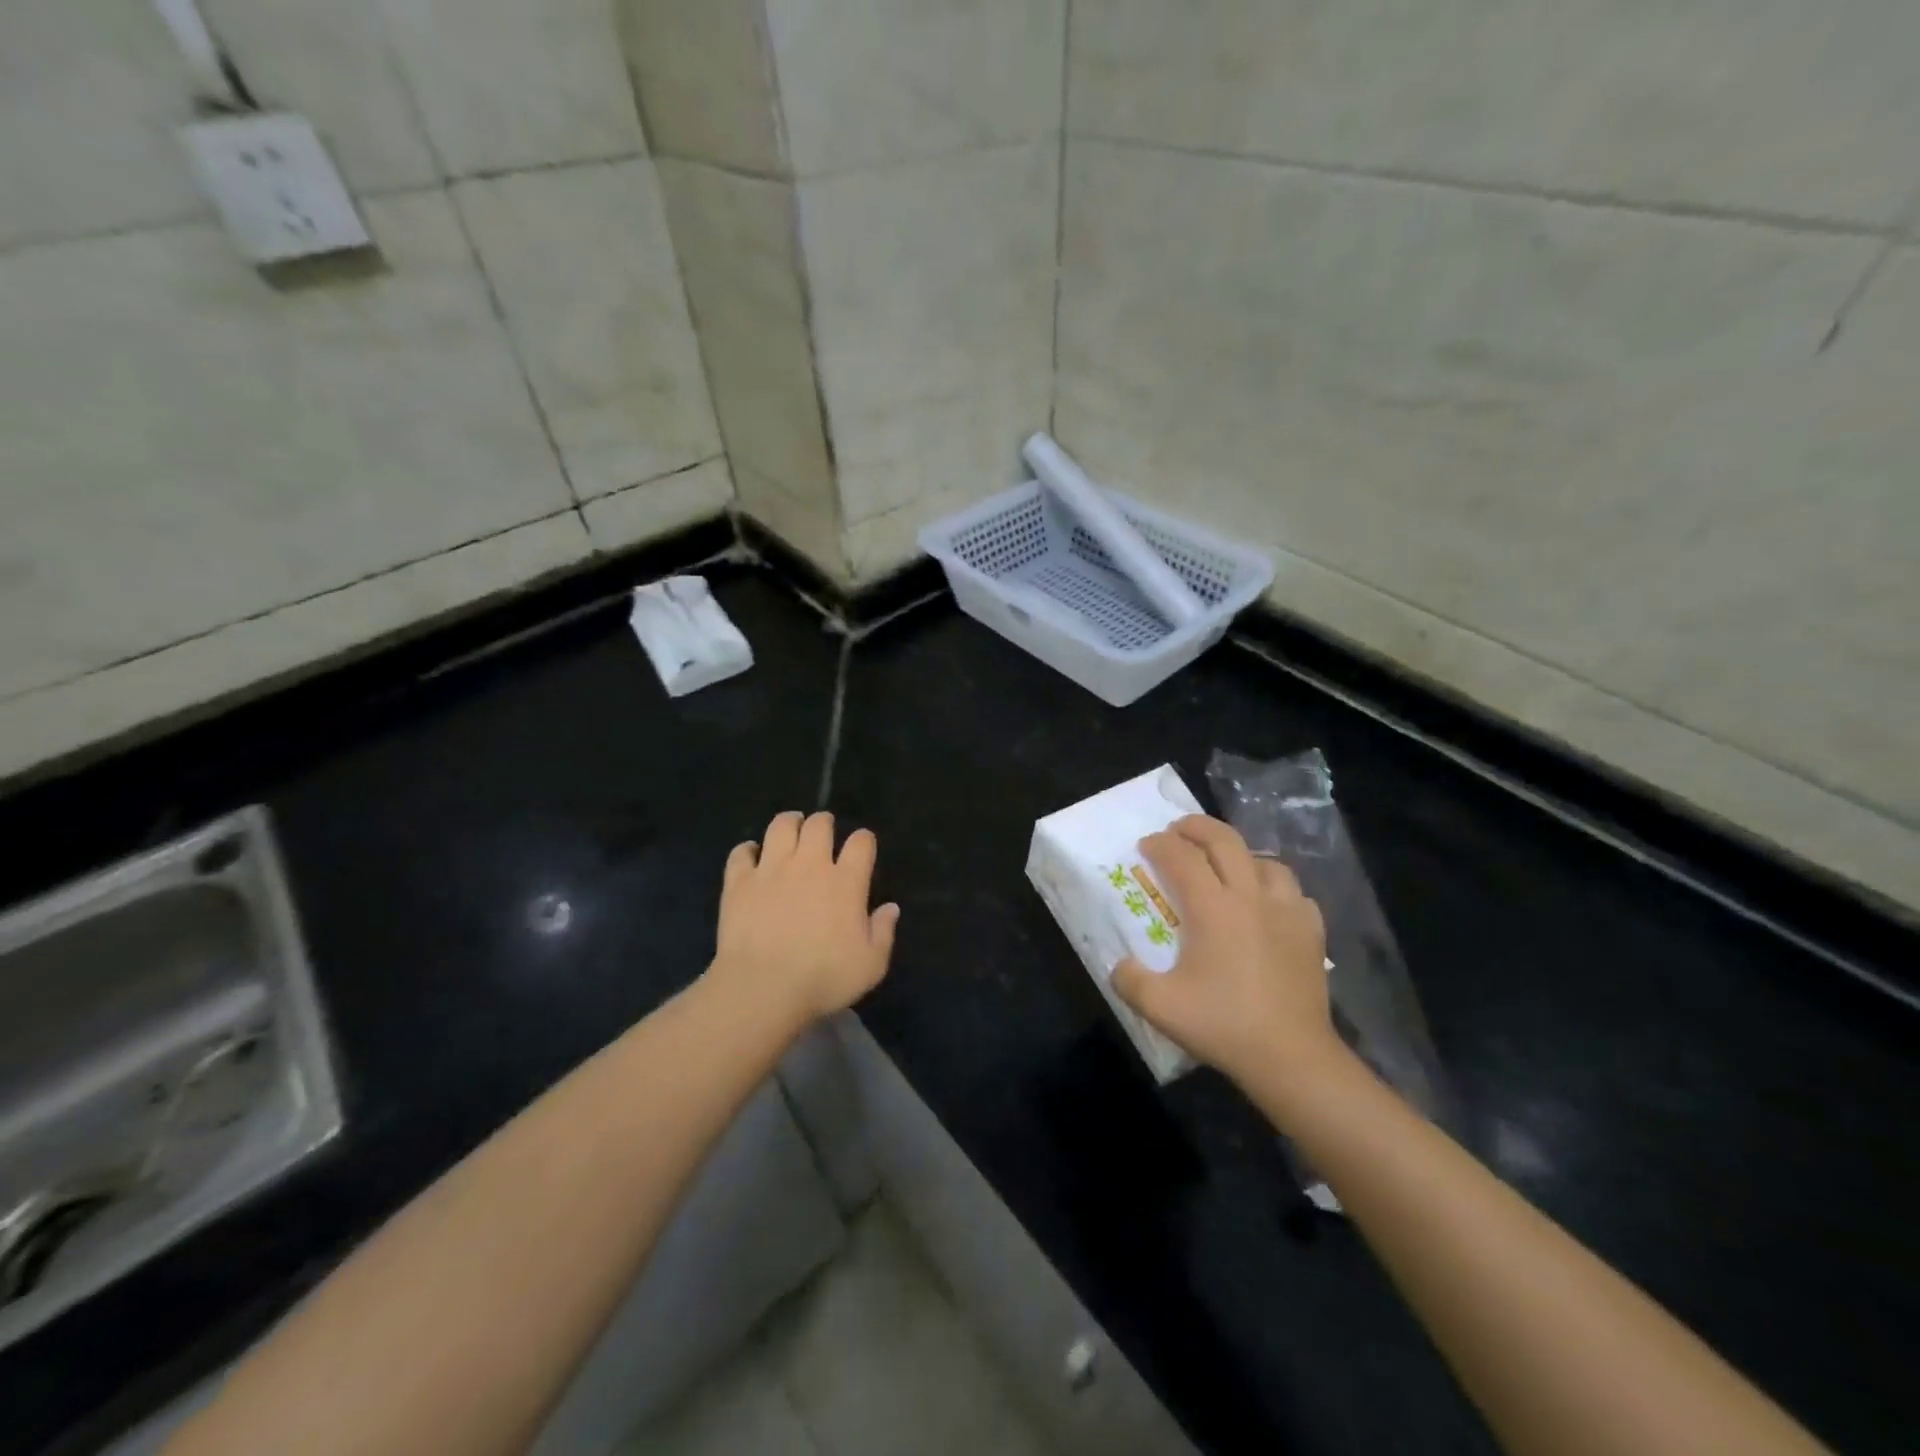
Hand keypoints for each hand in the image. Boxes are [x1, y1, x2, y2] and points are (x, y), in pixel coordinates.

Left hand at [709, 811, 899, 1027]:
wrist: (762, 989)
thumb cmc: (823, 979)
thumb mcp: (870, 965)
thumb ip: (883, 932)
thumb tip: (890, 908)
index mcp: (846, 882)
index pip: (861, 842)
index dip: (864, 839)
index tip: (862, 846)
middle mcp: (810, 865)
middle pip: (819, 824)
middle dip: (824, 822)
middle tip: (823, 830)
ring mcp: (771, 869)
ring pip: (780, 826)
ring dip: (789, 823)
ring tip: (791, 828)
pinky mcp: (739, 882)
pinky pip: (741, 853)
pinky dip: (747, 850)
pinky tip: (751, 855)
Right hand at [1113, 815, 1343, 1090]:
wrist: (1292, 1056)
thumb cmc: (1223, 1025)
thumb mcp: (1160, 1007)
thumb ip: (1129, 980)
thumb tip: (1120, 965)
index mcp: (1212, 908)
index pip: (1181, 857)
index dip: (1160, 845)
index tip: (1145, 845)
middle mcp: (1250, 897)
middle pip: (1225, 841)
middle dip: (1197, 828)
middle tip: (1178, 831)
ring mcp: (1287, 911)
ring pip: (1264, 861)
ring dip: (1238, 854)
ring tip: (1224, 866)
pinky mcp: (1311, 931)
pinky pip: (1293, 891)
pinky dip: (1274, 886)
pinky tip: (1266, 903)